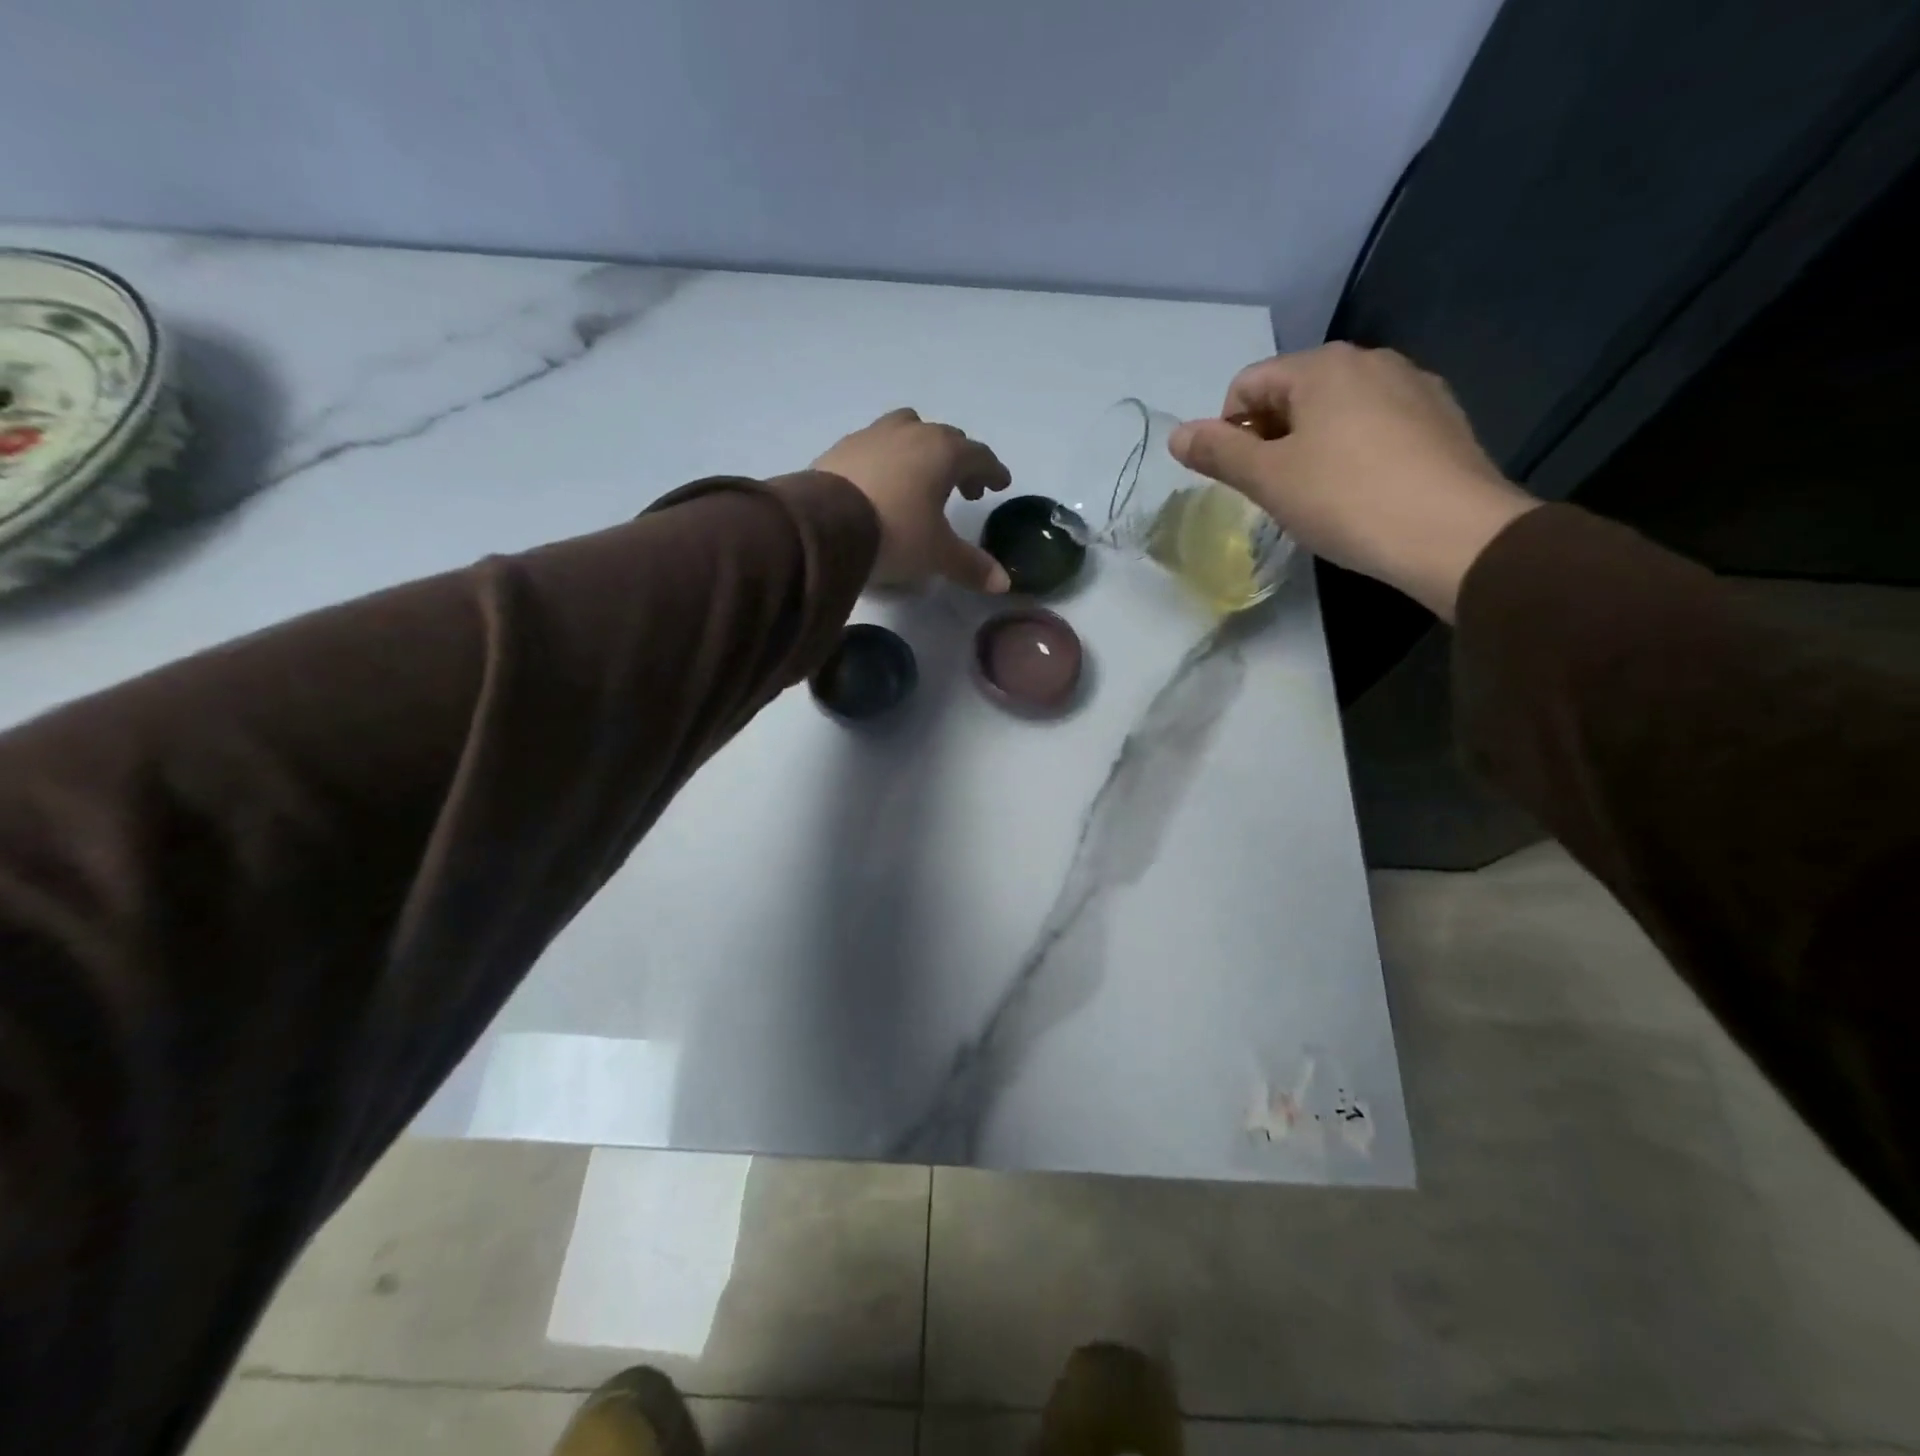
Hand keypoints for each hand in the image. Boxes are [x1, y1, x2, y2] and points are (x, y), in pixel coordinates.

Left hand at [814, 409, 1013, 592]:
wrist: (824, 526)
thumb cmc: (895, 533)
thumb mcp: (937, 554)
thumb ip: (971, 566)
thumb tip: (1003, 584)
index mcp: (944, 452)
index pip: (979, 455)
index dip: (993, 471)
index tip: (1000, 484)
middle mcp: (912, 433)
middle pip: (946, 439)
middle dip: (961, 462)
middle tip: (965, 490)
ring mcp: (873, 434)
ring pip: (909, 429)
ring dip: (922, 449)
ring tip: (921, 477)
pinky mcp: (842, 447)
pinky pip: (876, 444)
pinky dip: (889, 457)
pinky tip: (882, 482)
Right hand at [1167, 344, 1538, 619]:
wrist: (1453, 535)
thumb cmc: (1346, 500)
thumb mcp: (1268, 479)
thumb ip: (1218, 453)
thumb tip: (1176, 435)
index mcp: (1322, 366)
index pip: (1247, 385)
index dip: (1228, 431)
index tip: (1242, 478)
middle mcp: (1369, 360)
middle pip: (1292, 393)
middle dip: (1271, 438)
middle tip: (1276, 490)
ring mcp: (1413, 385)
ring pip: (1335, 410)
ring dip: (1311, 446)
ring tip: (1319, 495)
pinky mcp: (1442, 418)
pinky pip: (1376, 426)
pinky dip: (1354, 452)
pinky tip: (1362, 492)